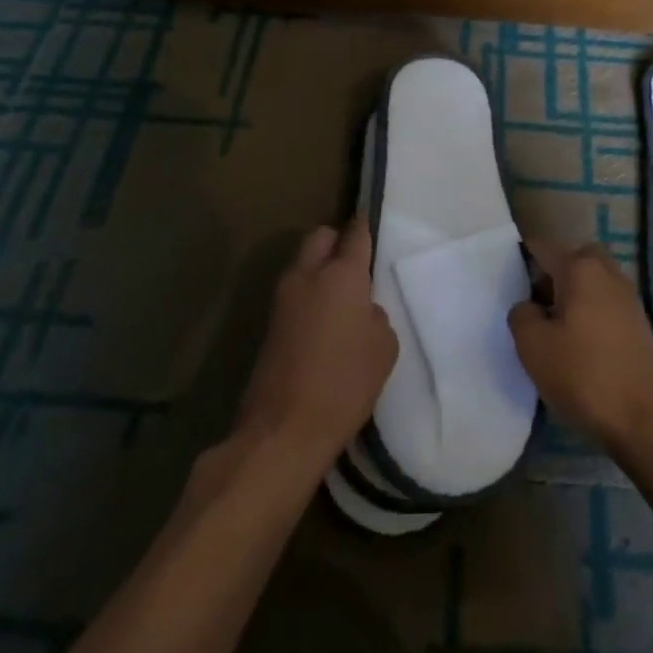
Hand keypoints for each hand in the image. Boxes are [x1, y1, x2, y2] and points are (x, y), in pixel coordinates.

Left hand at [235, 218, 398, 473]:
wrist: (283, 429)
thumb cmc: (345, 384)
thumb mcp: (383, 348)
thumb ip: (375, 315)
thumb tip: (360, 310)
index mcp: (341, 274)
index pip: (354, 234)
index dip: (363, 226)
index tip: (368, 222)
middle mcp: (308, 275)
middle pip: (320, 237)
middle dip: (336, 241)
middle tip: (354, 264)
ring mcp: (283, 298)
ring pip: (303, 262)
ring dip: (319, 268)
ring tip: (340, 296)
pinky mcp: (269, 323)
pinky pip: (294, 292)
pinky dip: (308, 294)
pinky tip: (323, 321)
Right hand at [508, 234, 652, 451]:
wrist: (645, 420)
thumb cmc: (584, 374)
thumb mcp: (533, 346)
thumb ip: (521, 314)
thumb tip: (529, 306)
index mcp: (580, 267)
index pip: (542, 247)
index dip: (520, 257)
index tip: (506, 279)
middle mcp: (607, 271)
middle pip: (571, 259)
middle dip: (551, 274)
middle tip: (534, 305)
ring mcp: (628, 296)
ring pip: (590, 280)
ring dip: (571, 295)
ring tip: (554, 330)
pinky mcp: (639, 322)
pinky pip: (605, 302)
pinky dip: (589, 312)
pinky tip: (578, 344)